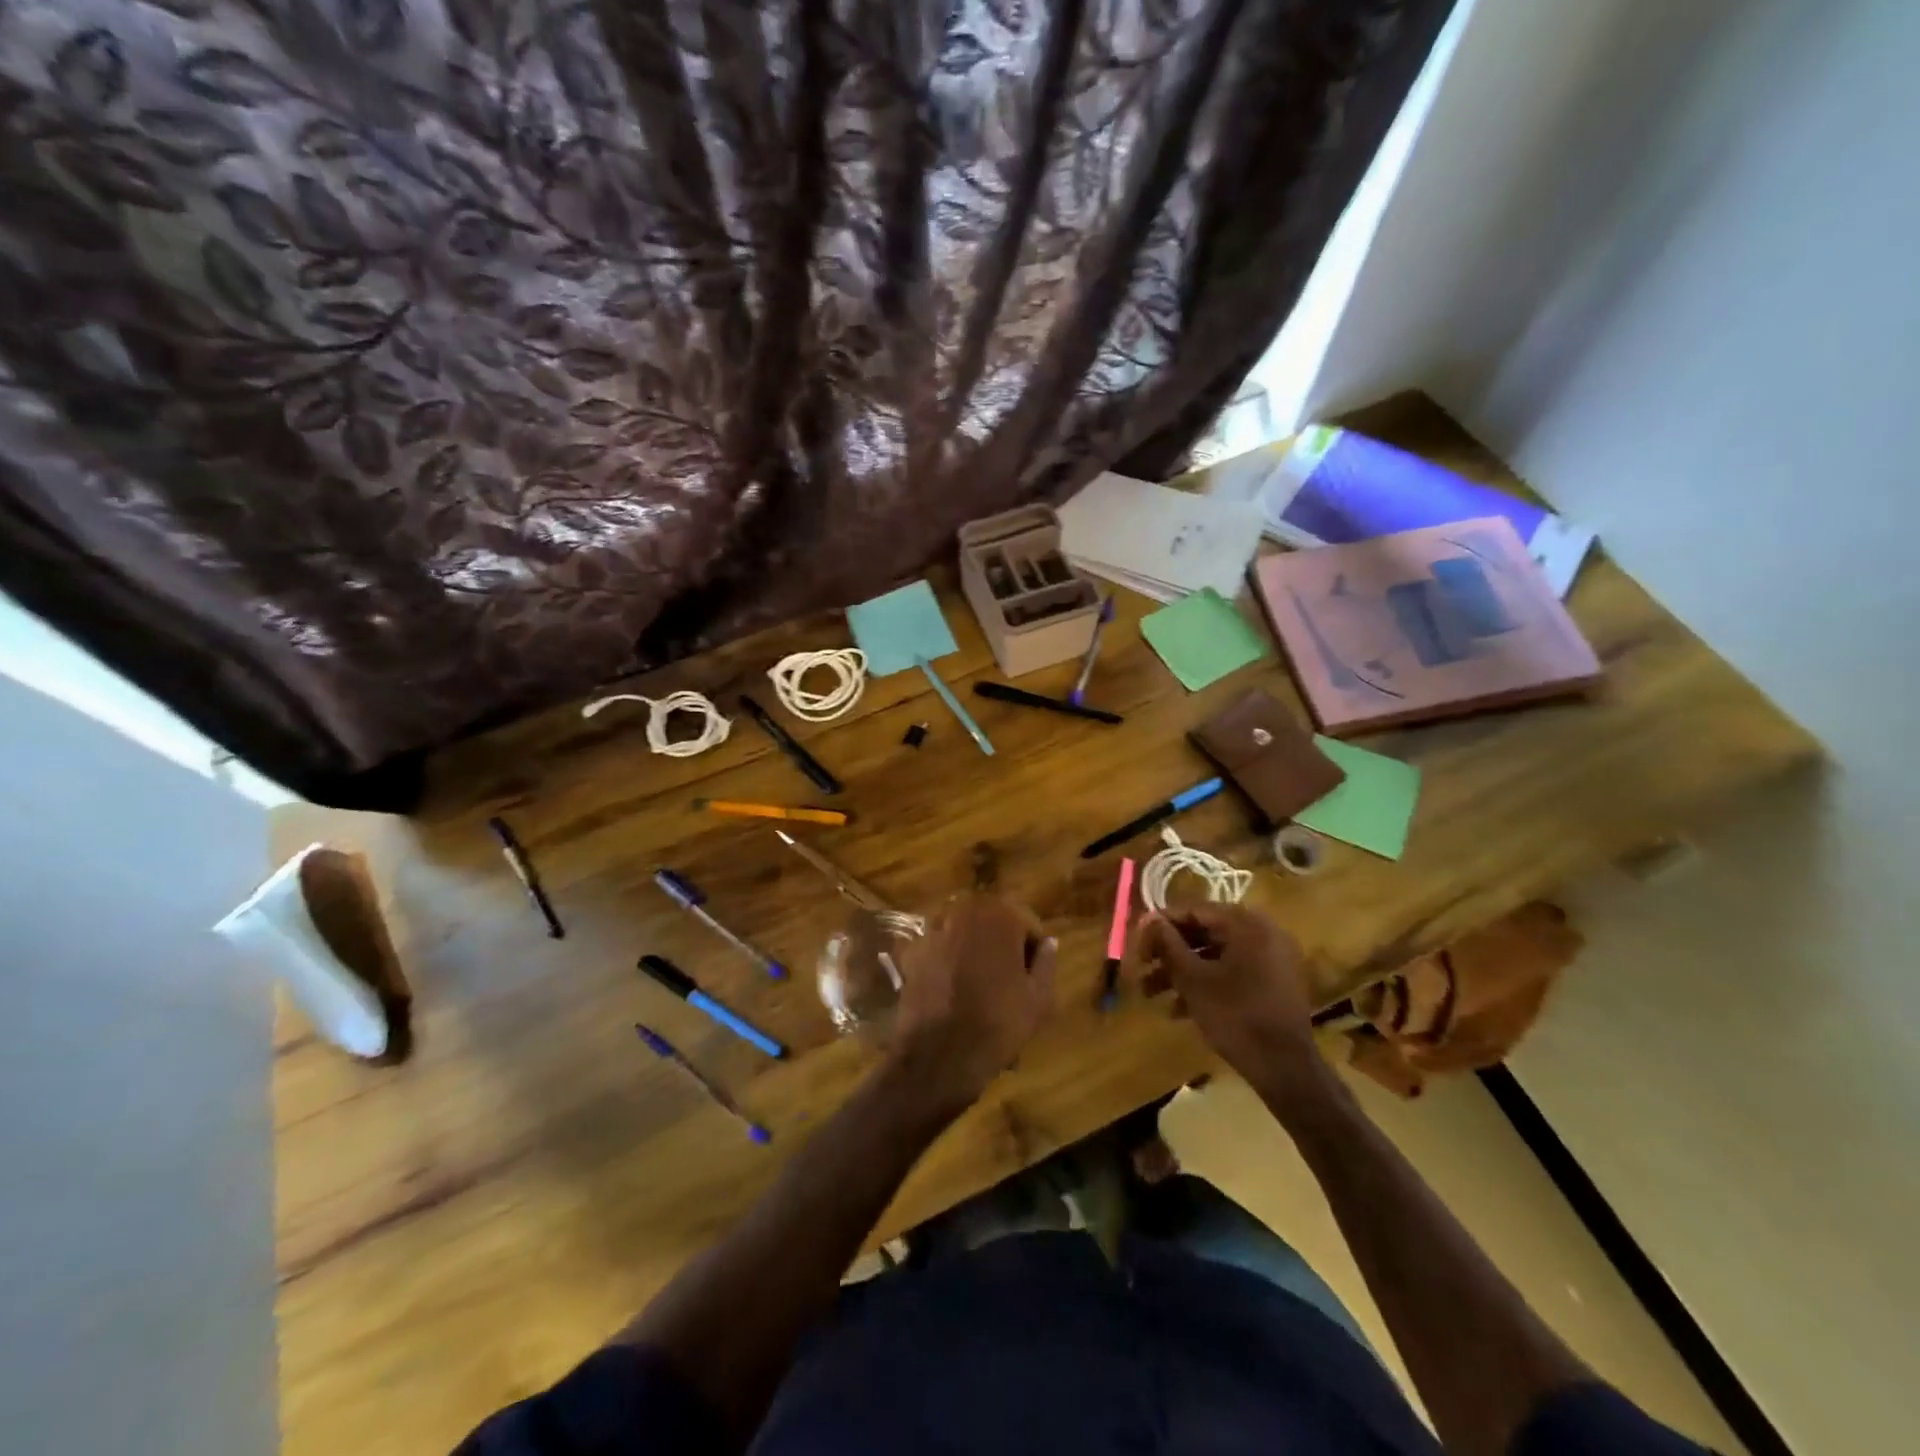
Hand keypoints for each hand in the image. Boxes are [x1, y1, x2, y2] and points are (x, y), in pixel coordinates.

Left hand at [888, 894, 1056, 1113]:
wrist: (941, 1053)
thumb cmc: (999, 1022)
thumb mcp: (1039, 999)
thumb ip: (1047, 963)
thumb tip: (1049, 943)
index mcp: (1000, 915)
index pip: (1027, 923)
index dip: (1034, 950)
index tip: (1034, 976)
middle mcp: (965, 911)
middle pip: (992, 923)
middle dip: (1002, 945)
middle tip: (1009, 980)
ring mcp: (934, 929)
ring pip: (964, 934)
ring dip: (974, 950)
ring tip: (979, 985)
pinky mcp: (912, 951)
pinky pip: (939, 950)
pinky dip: (947, 962)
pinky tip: (952, 990)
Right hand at [1131, 904, 1333, 1110]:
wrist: (1286, 1069)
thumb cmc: (1236, 1016)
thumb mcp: (1193, 979)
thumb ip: (1168, 944)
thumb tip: (1149, 918)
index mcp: (1246, 924)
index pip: (1194, 910)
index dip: (1161, 926)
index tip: (1137, 943)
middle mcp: (1263, 933)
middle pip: (1204, 932)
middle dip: (1169, 953)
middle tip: (1141, 969)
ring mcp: (1271, 959)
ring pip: (1215, 955)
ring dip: (1182, 972)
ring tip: (1151, 995)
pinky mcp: (1273, 983)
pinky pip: (1232, 972)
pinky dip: (1206, 984)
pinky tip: (1178, 1010)